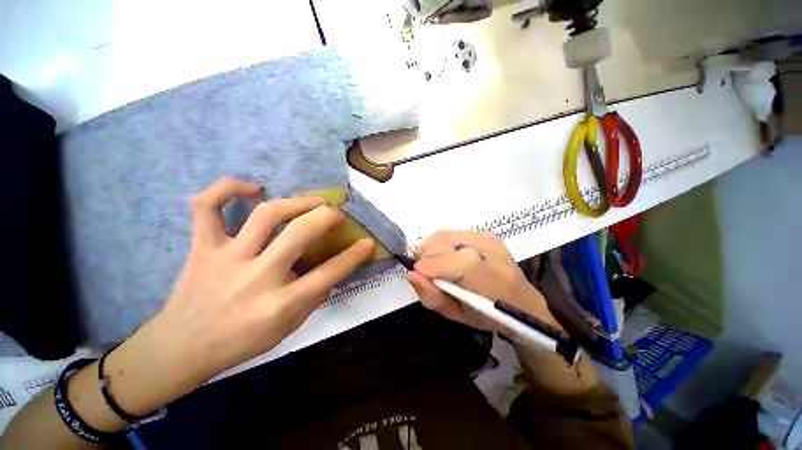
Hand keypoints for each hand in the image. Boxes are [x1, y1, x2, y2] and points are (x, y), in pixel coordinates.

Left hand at [104, 178, 374, 415]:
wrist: (181, 347)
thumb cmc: (241, 342)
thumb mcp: (288, 328)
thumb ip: (313, 297)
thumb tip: (332, 271)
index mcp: (281, 303)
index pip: (330, 273)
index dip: (354, 255)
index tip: (367, 242)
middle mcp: (257, 276)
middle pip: (299, 233)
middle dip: (327, 217)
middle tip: (337, 213)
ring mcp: (227, 258)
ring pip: (265, 214)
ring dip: (297, 202)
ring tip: (313, 201)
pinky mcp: (202, 247)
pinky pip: (206, 206)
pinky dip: (226, 188)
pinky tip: (252, 188)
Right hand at [407, 231, 560, 332]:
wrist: (520, 299)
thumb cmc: (488, 315)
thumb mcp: (457, 316)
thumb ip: (432, 297)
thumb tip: (411, 274)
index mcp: (492, 279)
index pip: (458, 263)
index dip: (431, 267)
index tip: (417, 275)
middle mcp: (491, 251)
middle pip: (445, 242)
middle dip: (425, 256)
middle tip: (425, 272)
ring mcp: (488, 239)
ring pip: (444, 235)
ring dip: (431, 249)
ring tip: (433, 264)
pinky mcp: (484, 233)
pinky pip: (451, 233)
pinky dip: (440, 245)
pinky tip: (446, 257)